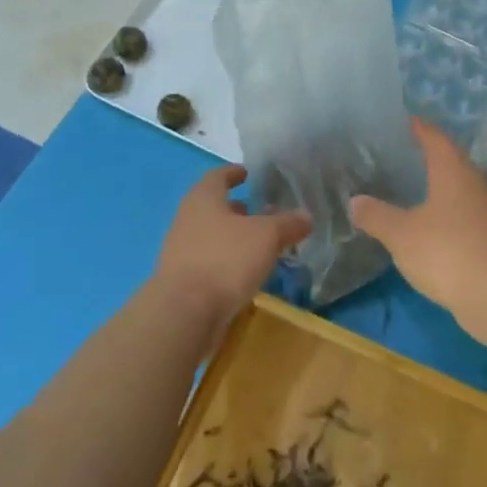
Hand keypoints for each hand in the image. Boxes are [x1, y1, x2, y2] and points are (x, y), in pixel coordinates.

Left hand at [155, 165, 310, 320]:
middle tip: (259, 212)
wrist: (185, 313)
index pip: (217, 176)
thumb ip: (287, 224)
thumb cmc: (225, 259)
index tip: (246, 173)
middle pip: (212, 207)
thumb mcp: (266, 236)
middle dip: (236, 209)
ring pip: (210, 236)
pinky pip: (208, 262)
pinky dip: (226, 262)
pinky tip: (244, 274)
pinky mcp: (182, 281)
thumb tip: (305, 216)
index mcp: (203, 199)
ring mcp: (180, 251)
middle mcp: (187, 219)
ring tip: (258, 245)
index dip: (233, 173)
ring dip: (232, 237)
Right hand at [350, 119, 486, 335]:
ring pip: (459, 193)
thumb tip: (356, 201)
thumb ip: (376, 215)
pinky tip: (429, 231)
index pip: (436, 139)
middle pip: (451, 163)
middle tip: (400, 157)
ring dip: (438, 191)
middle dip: (428, 159)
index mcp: (454, 172)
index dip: (420, 128)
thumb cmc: (448, 252)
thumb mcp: (401, 233)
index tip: (406, 121)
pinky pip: (464, 220)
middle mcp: (475, 186)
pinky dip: (446, 219)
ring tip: (410, 193)